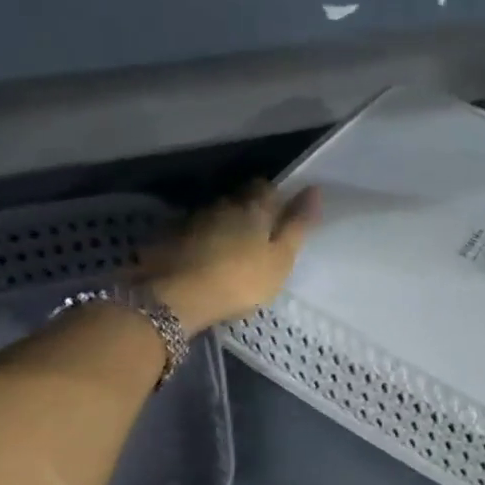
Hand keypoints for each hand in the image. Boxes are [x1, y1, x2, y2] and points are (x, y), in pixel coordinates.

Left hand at [137, 182, 319, 331]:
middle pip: (240, 198)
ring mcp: (193, 219)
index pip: (267, 188)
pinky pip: (194, 230)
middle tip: (260, 233)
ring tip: (232, 247)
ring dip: (225, 223)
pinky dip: (203, 238)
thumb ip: (298, 225)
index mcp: (254, 208)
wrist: (176, 297)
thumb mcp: (281, 259)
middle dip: (250, 209)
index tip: (282, 213)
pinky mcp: (170, 236)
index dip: (275, 197)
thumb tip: (314, 189)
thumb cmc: (240, 280)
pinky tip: (206, 256)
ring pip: (216, 213)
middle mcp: (223, 205)